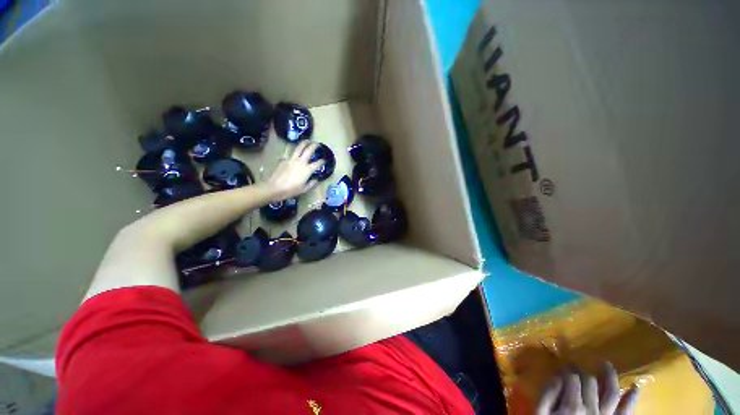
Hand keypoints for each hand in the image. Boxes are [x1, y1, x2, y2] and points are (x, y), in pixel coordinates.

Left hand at [265, 141, 323, 200]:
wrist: (274, 187)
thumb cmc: (291, 190)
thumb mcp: (304, 189)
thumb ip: (312, 184)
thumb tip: (316, 180)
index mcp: (308, 170)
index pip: (318, 163)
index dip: (323, 161)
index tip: (324, 160)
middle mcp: (301, 162)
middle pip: (309, 150)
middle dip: (314, 146)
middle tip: (317, 144)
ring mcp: (291, 159)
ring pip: (299, 147)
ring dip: (304, 143)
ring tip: (307, 141)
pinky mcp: (284, 159)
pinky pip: (290, 152)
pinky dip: (293, 151)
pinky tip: (294, 152)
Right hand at [536, 362, 638, 414]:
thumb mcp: (542, 413)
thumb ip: (547, 395)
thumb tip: (556, 376)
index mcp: (572, 405)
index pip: (572, 377)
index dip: (567, 367)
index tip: (563, 363)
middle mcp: (592, 409)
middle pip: (590, 382)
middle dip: (582, 371)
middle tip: (576, 366)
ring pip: (611, 392)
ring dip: (610, 376)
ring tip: (606, 364)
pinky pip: (625, 411)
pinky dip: (631, 399)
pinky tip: (635, 387)